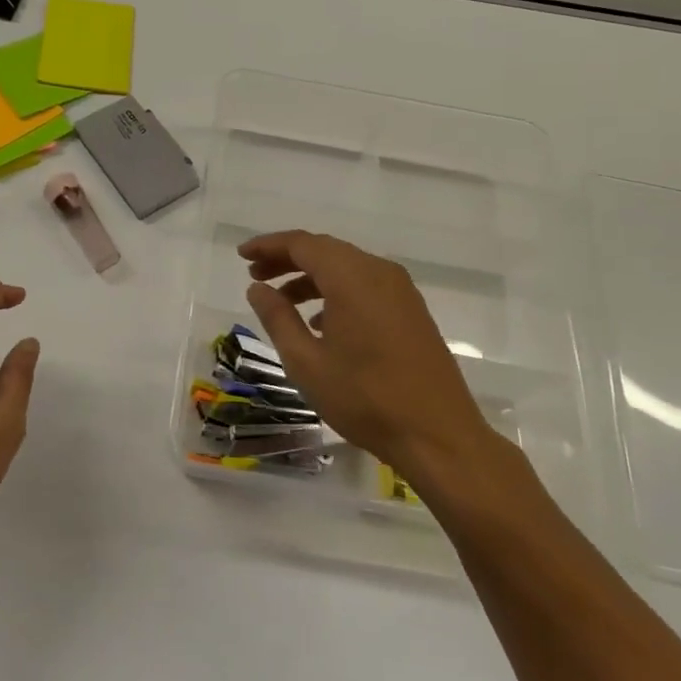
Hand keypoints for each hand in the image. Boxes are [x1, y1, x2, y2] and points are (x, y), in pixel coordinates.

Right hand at [240, 230, 502, 483]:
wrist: (439, 436)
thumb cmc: (365, 399)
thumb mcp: (306, 362)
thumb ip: (278, 318)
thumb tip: (257, 287)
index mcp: (351, 278)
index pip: (302, 244)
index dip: (268, 246)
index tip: (241, 255)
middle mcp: (378, 272)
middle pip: (325, 250)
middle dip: (287, 259)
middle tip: (255, 276)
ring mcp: (400, 291)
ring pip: (346, 268)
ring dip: (311, 277)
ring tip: (282, 302)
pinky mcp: (412, 311)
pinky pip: (366, 285)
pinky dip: (337, 292)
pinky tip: (320, 323)